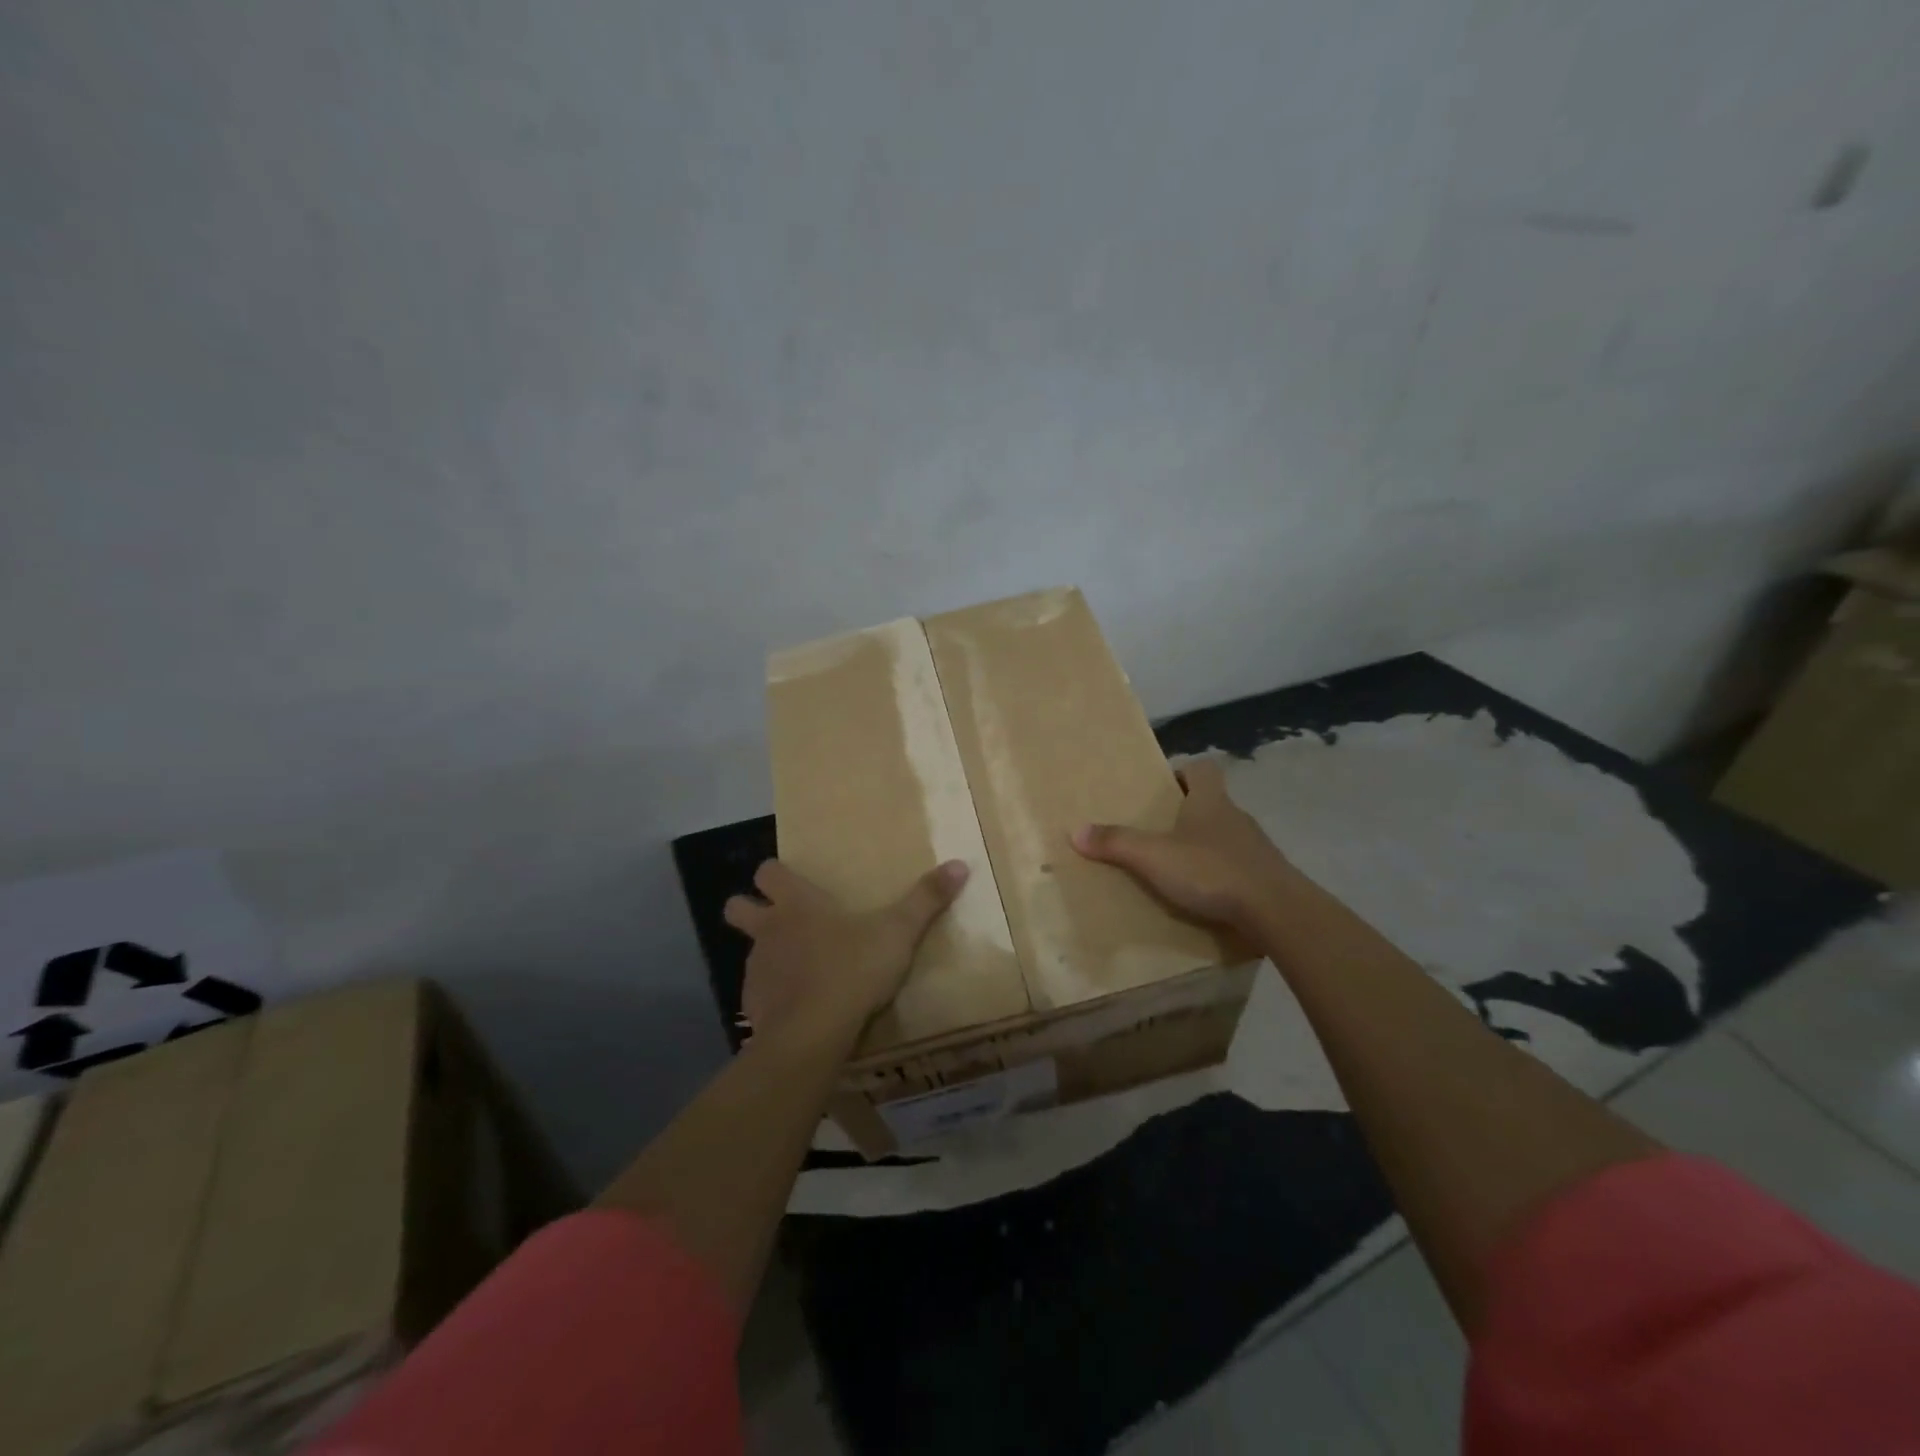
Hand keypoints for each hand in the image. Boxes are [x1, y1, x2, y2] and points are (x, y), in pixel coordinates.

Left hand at [723, 858, 968, 1041]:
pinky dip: (774, 994)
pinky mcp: (753, 1006)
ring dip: (767, 954)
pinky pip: (758, 992)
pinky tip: (799, 1006)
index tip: (792, 881)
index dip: (775, 874)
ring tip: (800, 969)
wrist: (812, 1035)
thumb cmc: (852, 970)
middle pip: (736, 907)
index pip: (767, 872)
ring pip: (749, 951)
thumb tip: (961, 864)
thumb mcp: (899, 931)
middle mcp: (769, 930)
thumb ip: (927, 899)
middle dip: (748, 908)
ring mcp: (756, 969)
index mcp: (797, 904)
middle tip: (781, 920)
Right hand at [1072, 758, 1299, 934]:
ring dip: (1206, 844)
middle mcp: (1236, 816)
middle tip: (1159, 830)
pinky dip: (1223, 873)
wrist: (1277, 911)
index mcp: (1211, 801)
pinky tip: (1207, 893)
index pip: (1202, 768)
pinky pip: (1240, 865)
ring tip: (1179, 866)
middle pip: (1212, 802)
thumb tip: (1075, 831)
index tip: (1163, 787)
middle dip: (1188, 812)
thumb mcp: (1154, 857)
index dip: (1183, 772)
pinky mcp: (1267, 876)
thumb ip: (1116, 843)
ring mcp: (1256, 847)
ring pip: (1226, 835)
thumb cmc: (1212, 871)